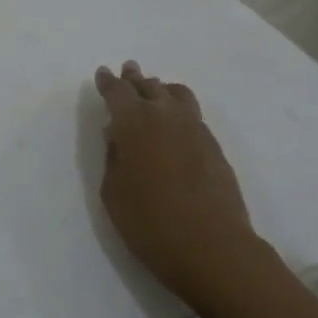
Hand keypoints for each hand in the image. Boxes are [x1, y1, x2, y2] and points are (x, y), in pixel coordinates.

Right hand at [94, 61, 256, 302]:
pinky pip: (192, 114)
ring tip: (155, 90)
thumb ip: (114, 157)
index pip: (117, 91)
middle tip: (128, 70)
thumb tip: (118, 136)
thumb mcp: (113, 192)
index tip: (103, 73)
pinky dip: (179, 108)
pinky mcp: (214, 146)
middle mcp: (165, 116)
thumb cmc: (150, 222)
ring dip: (161, 89)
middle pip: (148, 87)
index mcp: (133, 123)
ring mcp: (195, 128)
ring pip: (176, 94)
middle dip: (135, 79)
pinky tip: (176, 121)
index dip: (108, 82)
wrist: (212, 247)